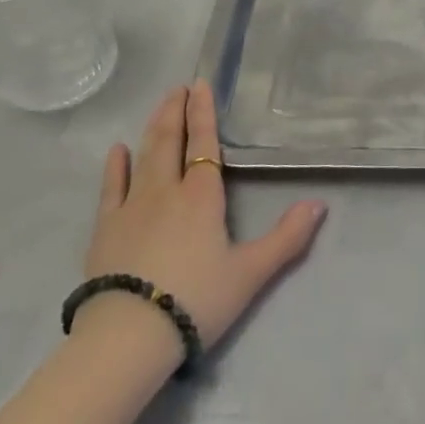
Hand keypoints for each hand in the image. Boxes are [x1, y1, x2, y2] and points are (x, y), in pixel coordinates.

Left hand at [81, 82, 326, 351]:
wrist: (127, 338)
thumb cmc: (195, 301)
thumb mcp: (250, 274)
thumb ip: (287, 238)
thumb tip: (319, 204)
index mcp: (202, 196)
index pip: (205, 144)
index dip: (204, 113)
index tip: (201, 85)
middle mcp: (166, 191)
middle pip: (171, 141)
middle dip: (176, 111)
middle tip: (178, 87)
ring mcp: (131, 207)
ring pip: (144, 156)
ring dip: (153, 128)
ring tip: (159, 106)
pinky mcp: (105, 229)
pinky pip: (111, 188)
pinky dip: (115, 166)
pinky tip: (117, 150)